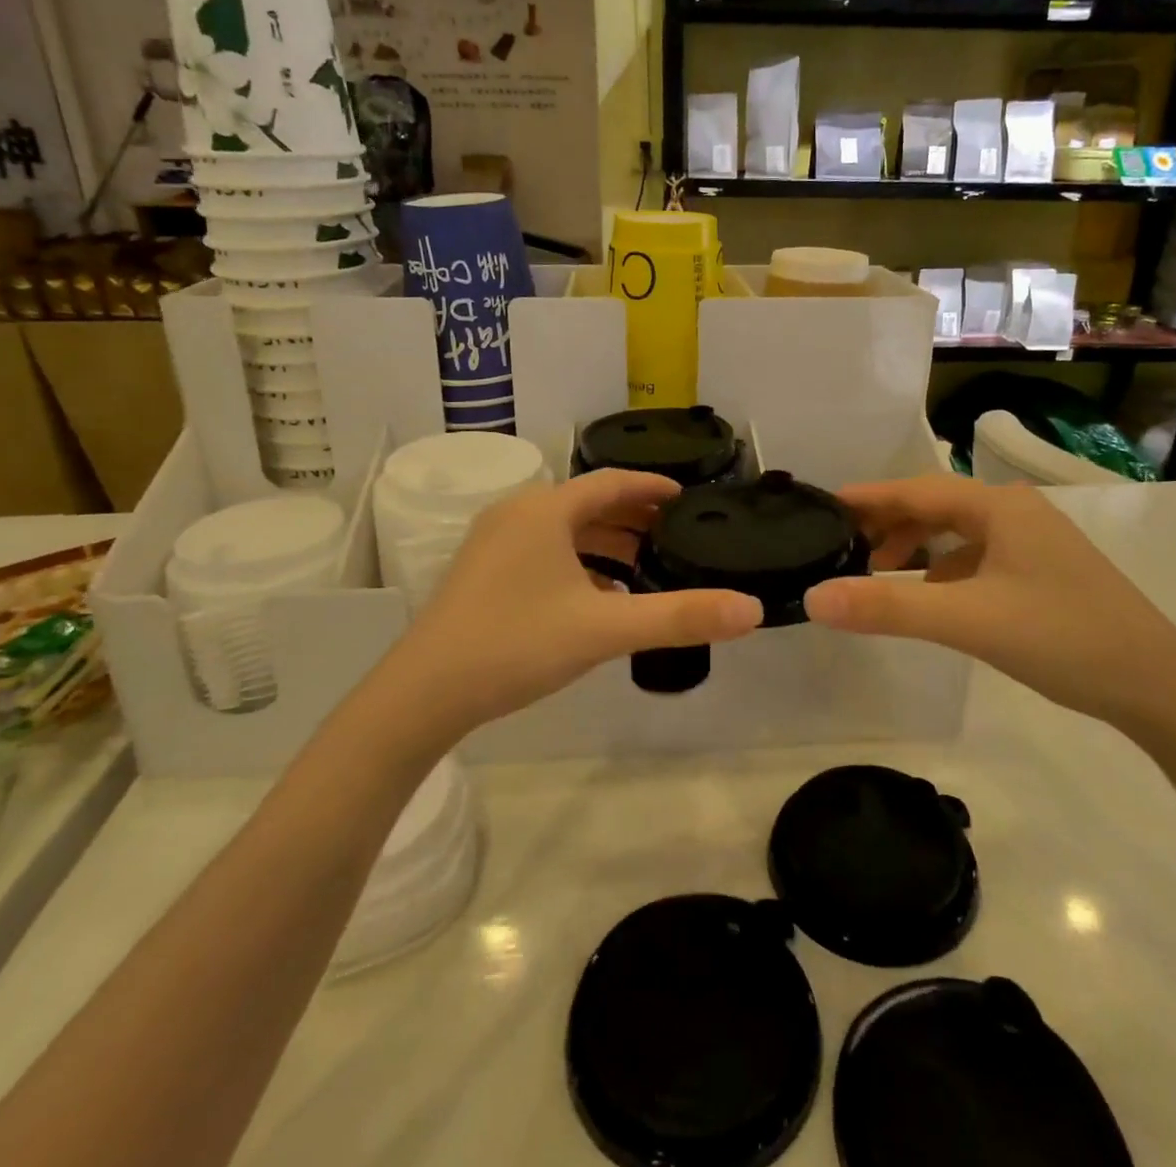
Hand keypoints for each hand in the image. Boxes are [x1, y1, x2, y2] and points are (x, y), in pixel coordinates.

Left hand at [375, 469, 763, 738]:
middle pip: (588, 504)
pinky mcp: (482, 572)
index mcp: (546, 510)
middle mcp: (518, 513)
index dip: (652, 486)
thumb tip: (751, 610)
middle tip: (675, 535)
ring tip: (644, 565)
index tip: (687, 496)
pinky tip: (597, 597)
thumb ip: (680, 617)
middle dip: (633, 518)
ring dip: (605, 543)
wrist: (424, 692)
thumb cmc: (517, 643)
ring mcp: (494, 542)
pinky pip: (543, 552)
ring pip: (564, 530)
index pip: (612, 482)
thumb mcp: (605, 628)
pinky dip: (577, 563)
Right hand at [804, 475, 1175, 731]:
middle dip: (888, 523)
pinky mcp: (1043, 572)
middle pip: (936, 506)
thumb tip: (814, 597)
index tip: (823, 504)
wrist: (1161, 688)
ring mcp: (1034, 543)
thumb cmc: (1063, 638)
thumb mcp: (968, 621)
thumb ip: (888, 609)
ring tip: (879, 572)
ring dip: (916, 546)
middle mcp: (1017, 513)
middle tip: (843, 544)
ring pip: (958, 532)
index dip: (868, 497)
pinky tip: (932, 596)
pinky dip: (944, 569)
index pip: (916, 490)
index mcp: (1000, 507)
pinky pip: (978, 557)